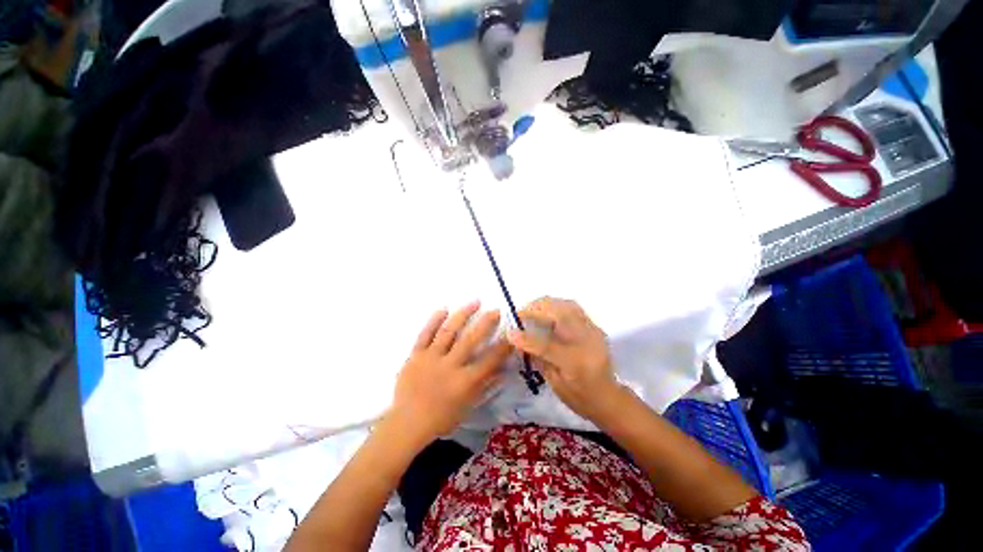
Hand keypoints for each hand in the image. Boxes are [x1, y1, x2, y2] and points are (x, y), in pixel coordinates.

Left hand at [389, 302, 511, 445]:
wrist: (406, 424)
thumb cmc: (440, 419)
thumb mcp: (467, 406)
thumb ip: (485, 386)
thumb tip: (502, 370)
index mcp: (464, 382)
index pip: (489, 360)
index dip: (503, 346)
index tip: (511, 333)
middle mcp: (449, 366)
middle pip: (470, 340)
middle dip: (485, 323)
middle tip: (496, 310)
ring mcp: (430, 358)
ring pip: (448, 331)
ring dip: (463, 314)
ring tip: (475, 302)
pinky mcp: (415, 355)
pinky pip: (425, 334)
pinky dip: (434, 320)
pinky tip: (443, 309)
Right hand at [507, 297, 622, 422]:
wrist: (608, 398)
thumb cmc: (579, 396)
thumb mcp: (555, 383)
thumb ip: (537, 358)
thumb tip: (518, 339)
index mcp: (576, 363)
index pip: (547, 346)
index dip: (526, 338)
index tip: (509, 332)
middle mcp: (587, 342)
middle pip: (561, 314)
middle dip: (537, 309)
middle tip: (520, 313)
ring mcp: (593, 331)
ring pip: (568, 305)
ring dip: (546, 304)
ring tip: (532, 309)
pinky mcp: (594, 327)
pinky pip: (574, 308)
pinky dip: (557, 305)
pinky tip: (547, 311)